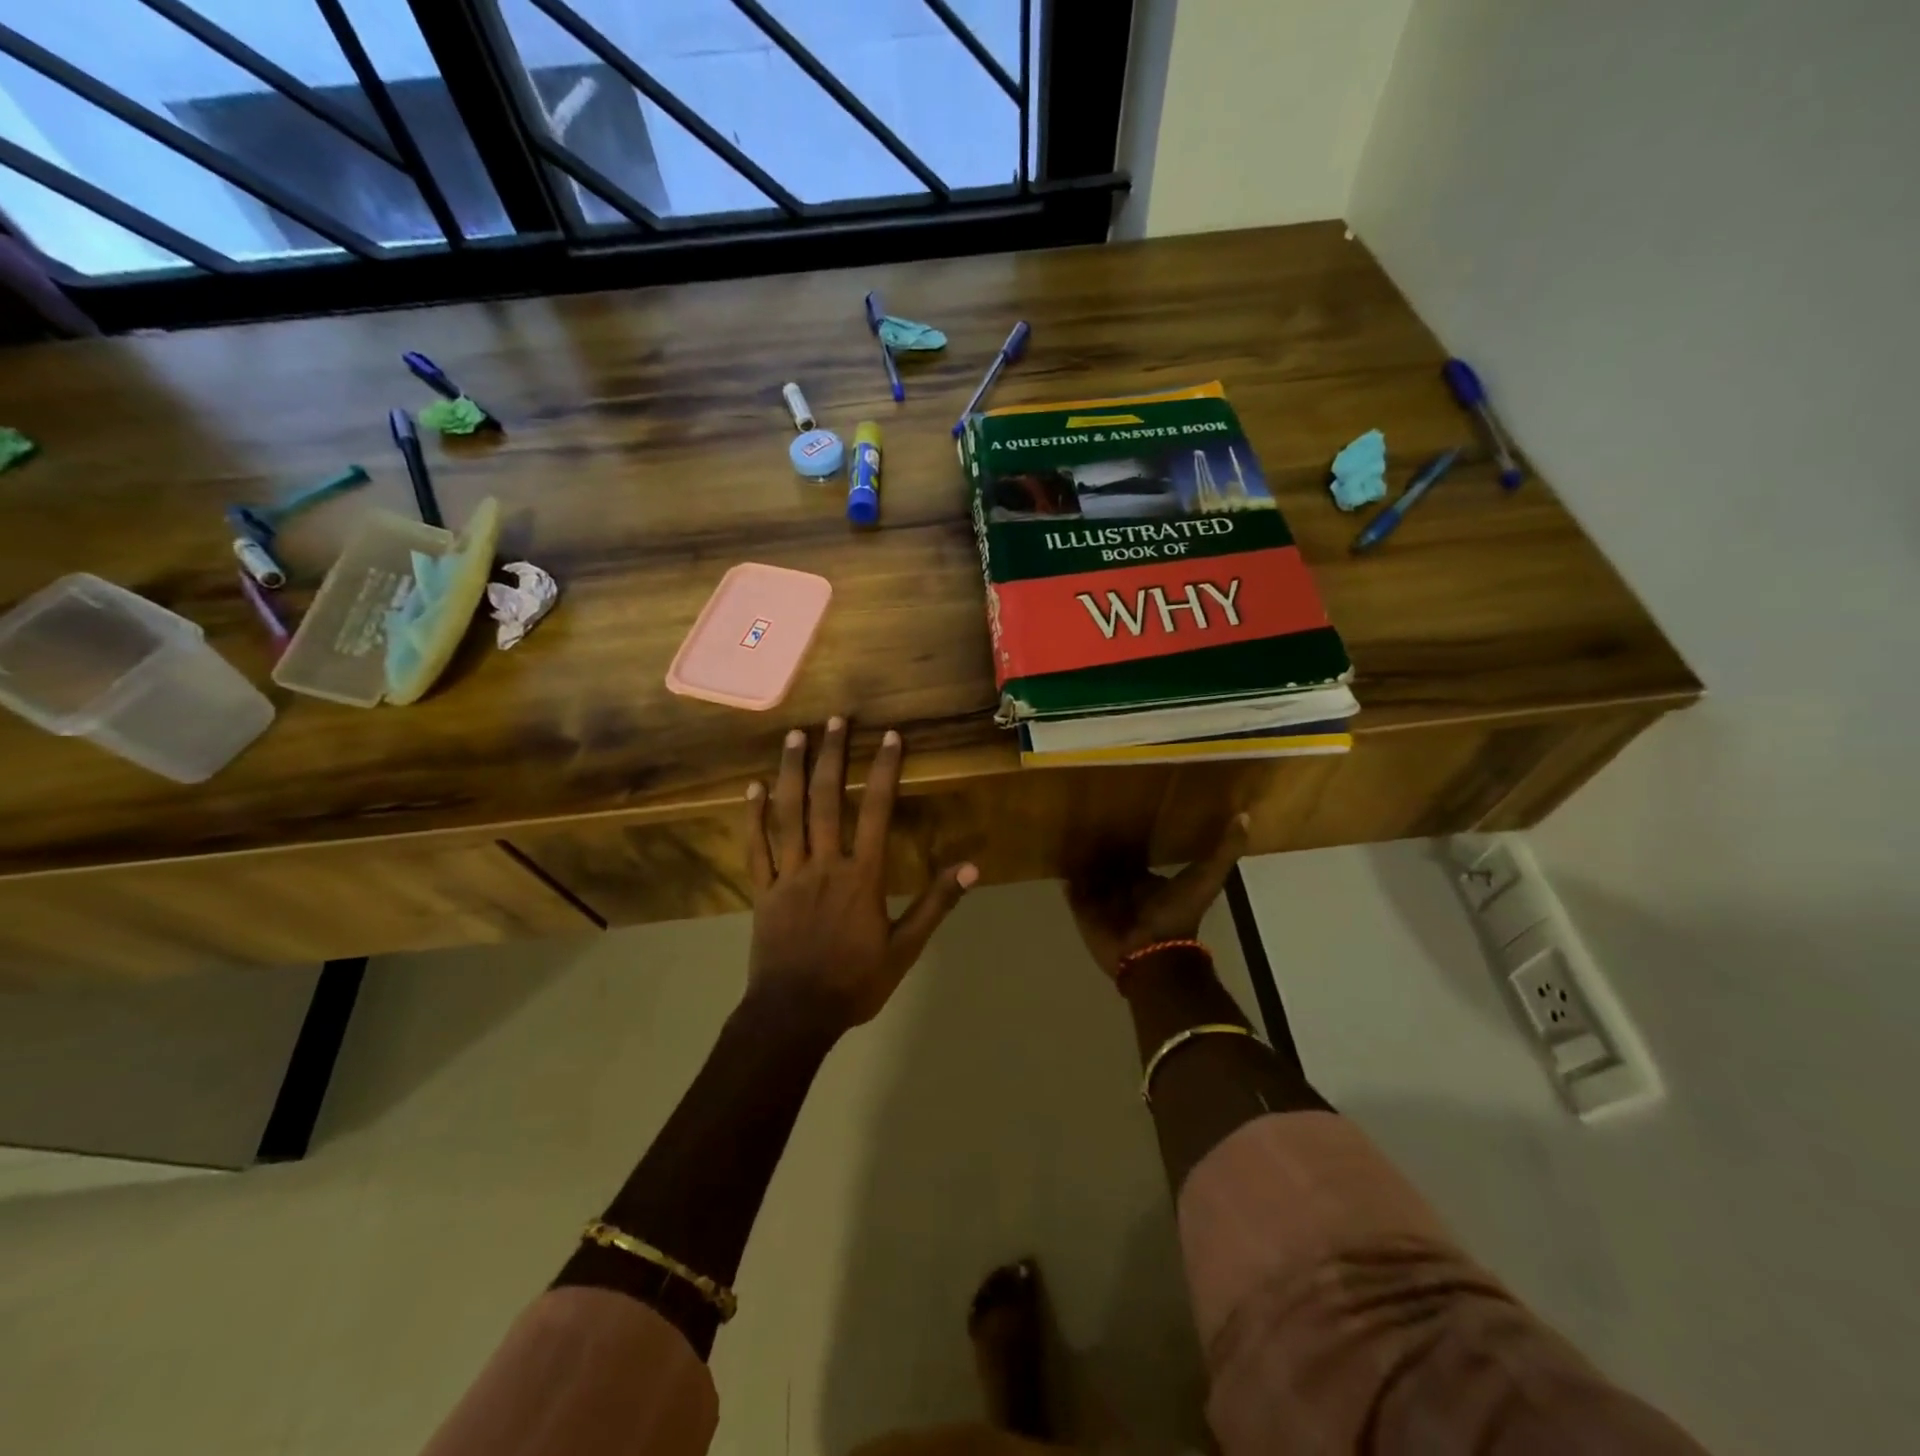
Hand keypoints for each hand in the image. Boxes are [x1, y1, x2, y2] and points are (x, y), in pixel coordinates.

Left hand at [744, 719, 977, 1033]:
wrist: (794, 1015)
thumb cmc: (854, 982)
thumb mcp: (905, 948)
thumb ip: (936, 904)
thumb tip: (972, 868)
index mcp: (861, 876)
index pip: (875, 811)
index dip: (884, 770)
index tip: (890, 737)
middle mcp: (823, 864)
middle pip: (826, 800)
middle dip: (832, 756)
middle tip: (835, 719)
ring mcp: (787, 874)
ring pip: (787, 814)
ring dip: (791, 771)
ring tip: (795, 736)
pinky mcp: (761, 890)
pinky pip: (755, 846)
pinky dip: (753, 815)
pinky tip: (753, 786)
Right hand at [1065, 814, 1248, 979]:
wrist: (1153, 954)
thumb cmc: (1177, 915)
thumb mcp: (1206, 878)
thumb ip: (1224, 851)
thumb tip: (1244, 815)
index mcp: (1150, 883)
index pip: (1135, 858)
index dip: (1129, 841)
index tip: (1118, 813)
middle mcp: (1126, 891)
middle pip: (1109, 866)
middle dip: (1100, 849)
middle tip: (1086, 819)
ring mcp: (1104, 903)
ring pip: (1090, 877)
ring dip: (1082, 860)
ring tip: (1067, 834)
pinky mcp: (1085, 914)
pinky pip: (1073, 893)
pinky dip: (1068, 880)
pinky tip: (1058, 859)